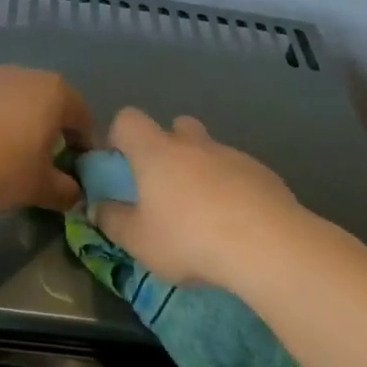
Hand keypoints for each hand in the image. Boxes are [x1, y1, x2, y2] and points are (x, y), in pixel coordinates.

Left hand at [0, 66, 94, 212]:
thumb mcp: (37, 189)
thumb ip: (64, 191)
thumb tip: (74, 193)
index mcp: (54, 93)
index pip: (83, 119)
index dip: (83, 148)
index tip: (73, 173)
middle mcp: (22, 73)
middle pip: (46, 104)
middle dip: (47, 133)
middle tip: (37, 166)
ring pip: (9, 101)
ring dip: (12, 125)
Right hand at [94, 108, 304, 286]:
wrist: (266, 246)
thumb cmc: (187, 239)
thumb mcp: (136, 240)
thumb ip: (112, 220)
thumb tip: (99, 207)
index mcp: (156, 152)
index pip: (128, 120)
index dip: (119, 137)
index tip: (119, 167)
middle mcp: (194, 144)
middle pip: (175, 126)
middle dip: (166, 149)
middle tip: (164, 188)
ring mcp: (233, 155)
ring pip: (209, 151)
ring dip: (201, 171)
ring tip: (203, 214)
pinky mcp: (264, 174)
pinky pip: (237, 172)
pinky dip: (230, 189)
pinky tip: (234, 223)